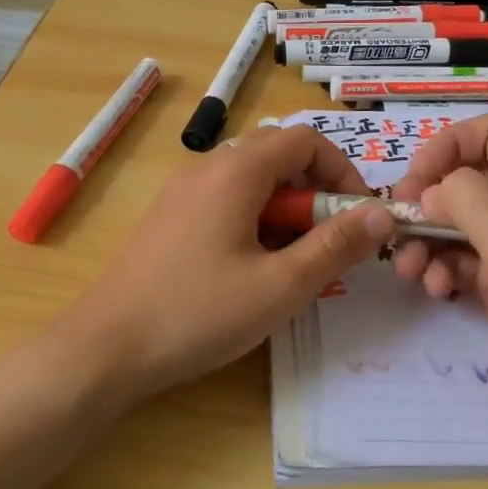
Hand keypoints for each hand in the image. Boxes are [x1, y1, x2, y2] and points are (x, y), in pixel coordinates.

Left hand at [66, 125, 393, 402]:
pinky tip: (253, 267)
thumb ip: (335, 246)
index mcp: (236, 171)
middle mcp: (207, 167)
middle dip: (315, 192)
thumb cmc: (198, 313)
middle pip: (278, 155)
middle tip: (329, 242)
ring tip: (294, 261)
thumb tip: (381, 213)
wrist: (106, 348)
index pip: (306, 140)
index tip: (358, 216)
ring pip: (252, 179)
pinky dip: (255, 219)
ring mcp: (183, 190)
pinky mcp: (170, 216)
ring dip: (286, 208)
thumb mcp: (280, 285)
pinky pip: (226, 199)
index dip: (342, 171)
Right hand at [392, 116, 487, 440]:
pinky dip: (442, 270)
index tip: (416, 180)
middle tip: (399, 226)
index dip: (448, 146)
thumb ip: (470, 201)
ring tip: (409, 270)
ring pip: (458, 224)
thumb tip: (432, 191)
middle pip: (467, 180)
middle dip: (428, 199)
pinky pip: (462, 262)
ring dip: (427, 240)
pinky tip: (436, 291)